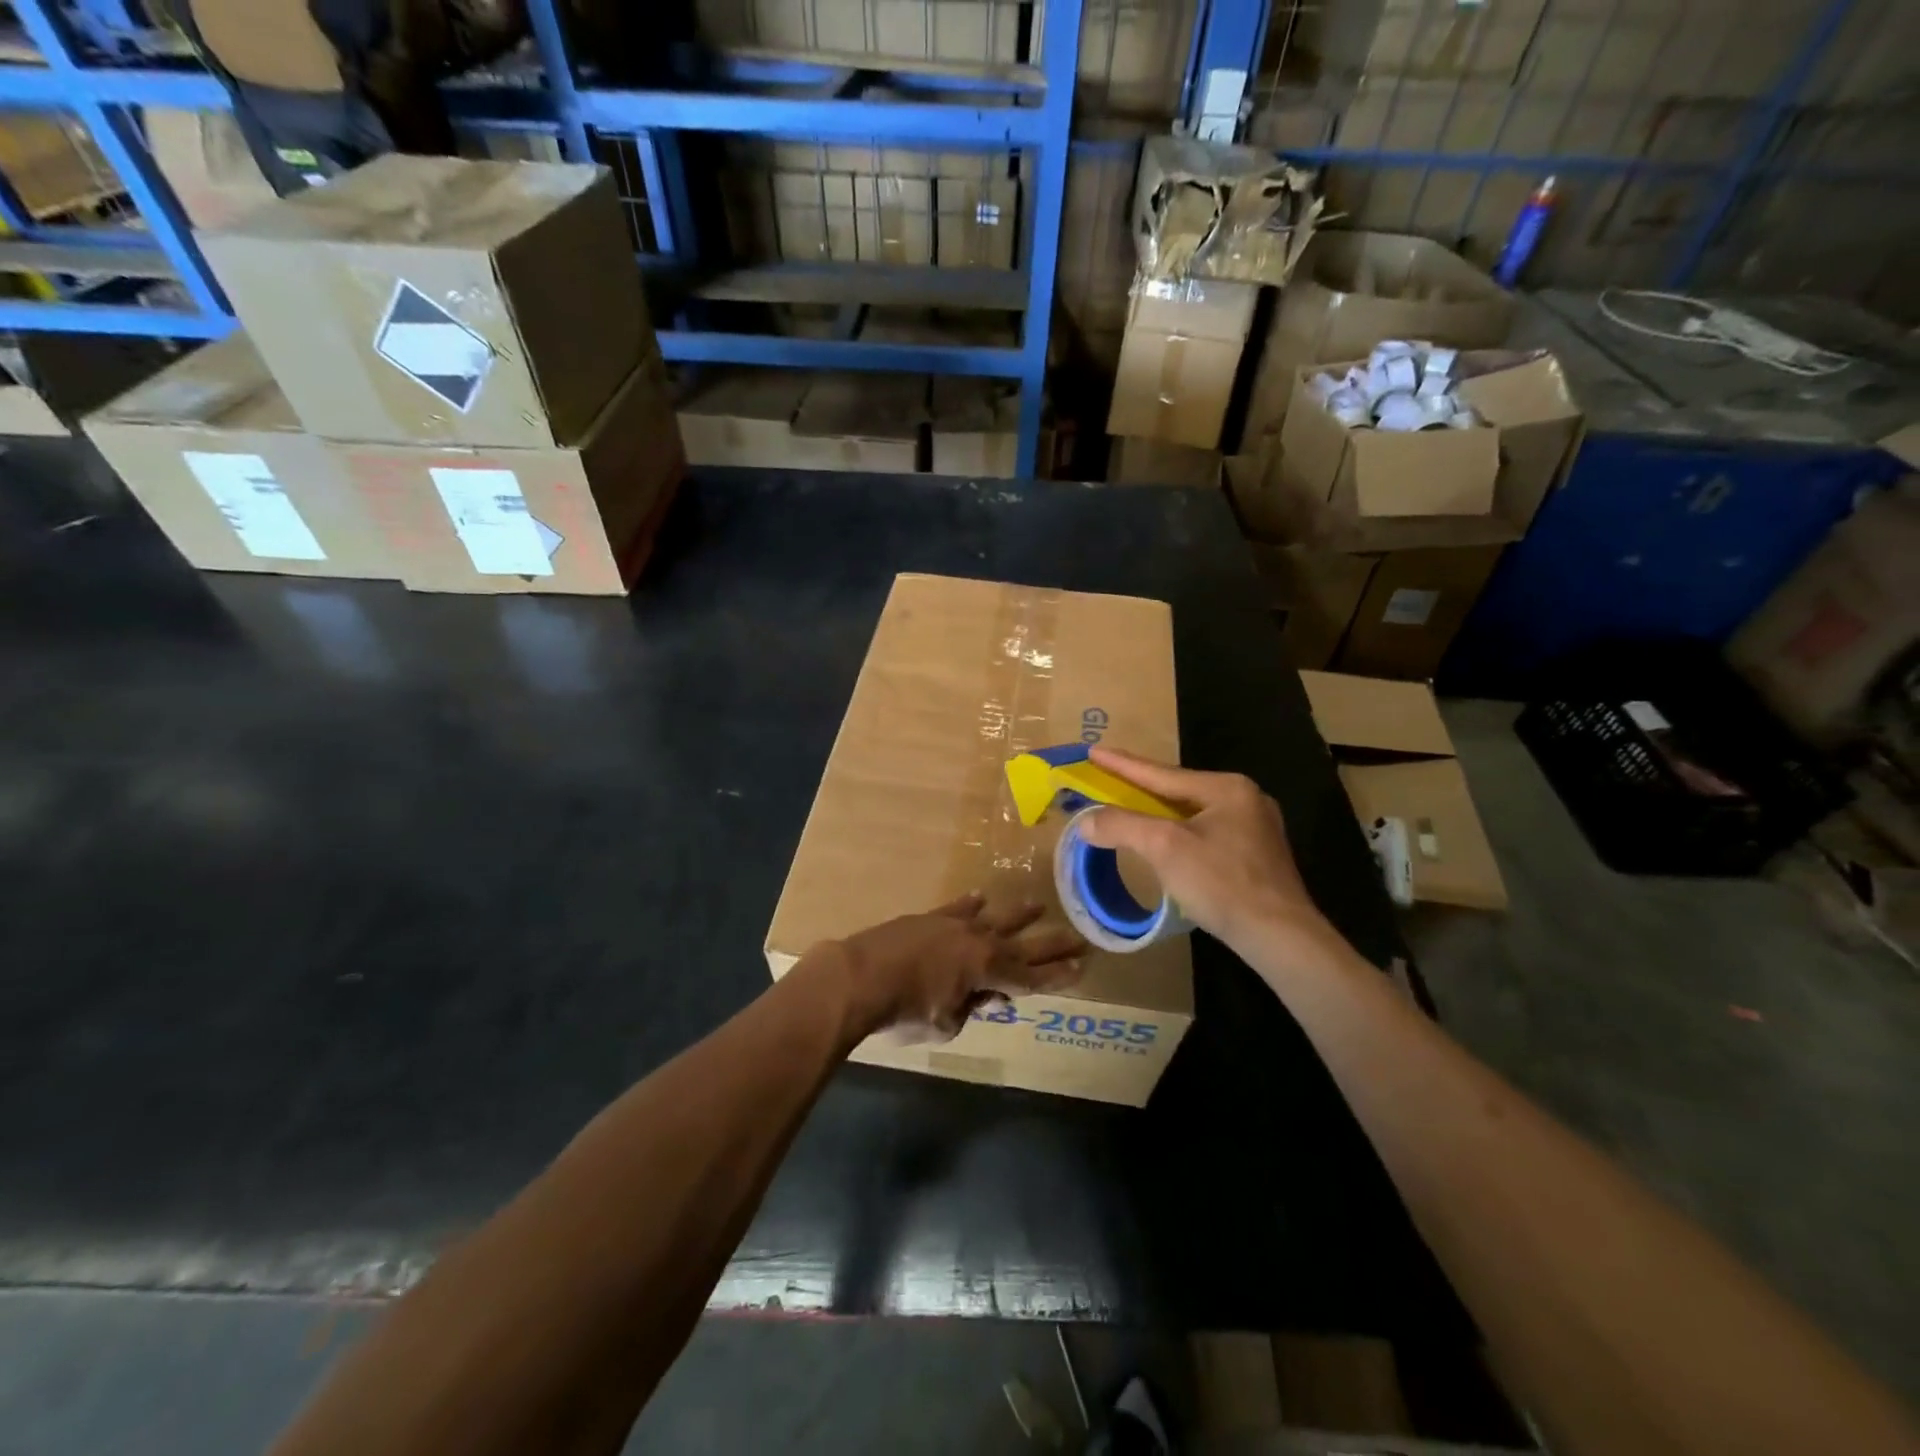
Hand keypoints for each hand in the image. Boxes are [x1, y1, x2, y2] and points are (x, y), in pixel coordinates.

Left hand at [820, 895, 1084, 1042]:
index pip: (1031, 977)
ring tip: (1038, 905)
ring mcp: (953, 925)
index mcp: (987, 970)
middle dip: (1051, 944)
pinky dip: (970, 904)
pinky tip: (981, 896)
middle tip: (1079, 938)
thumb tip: (973, 998)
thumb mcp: (944, 1024)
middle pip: (1022, 945)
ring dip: (1017, 915)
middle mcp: (978, 942)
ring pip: (994, 919)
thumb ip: (966, 1010)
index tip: (1081, 967)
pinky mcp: (929, 918)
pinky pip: (957, 908)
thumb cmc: (904, 1009)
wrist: (860, 975)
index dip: (1057, 976)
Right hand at [1079, 746, 1342, 963]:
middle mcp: (1245, 799)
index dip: (1122, 764)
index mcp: (1227, 788)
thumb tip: (1084, 820)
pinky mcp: (1257, 857)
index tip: (1093, 751)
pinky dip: (1179, 834)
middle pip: (1178, 790)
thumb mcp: (1164, 847)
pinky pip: (1206, 834)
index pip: (1161, 773)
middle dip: (1141, 788)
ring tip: (1131, 810)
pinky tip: (1166, 844)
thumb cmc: (1222, 883)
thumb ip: (1122, 826)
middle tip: (1108, 780)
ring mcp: (1256, 828)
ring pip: (1193, 814)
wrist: (1280, 936)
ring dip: (1159, 813)